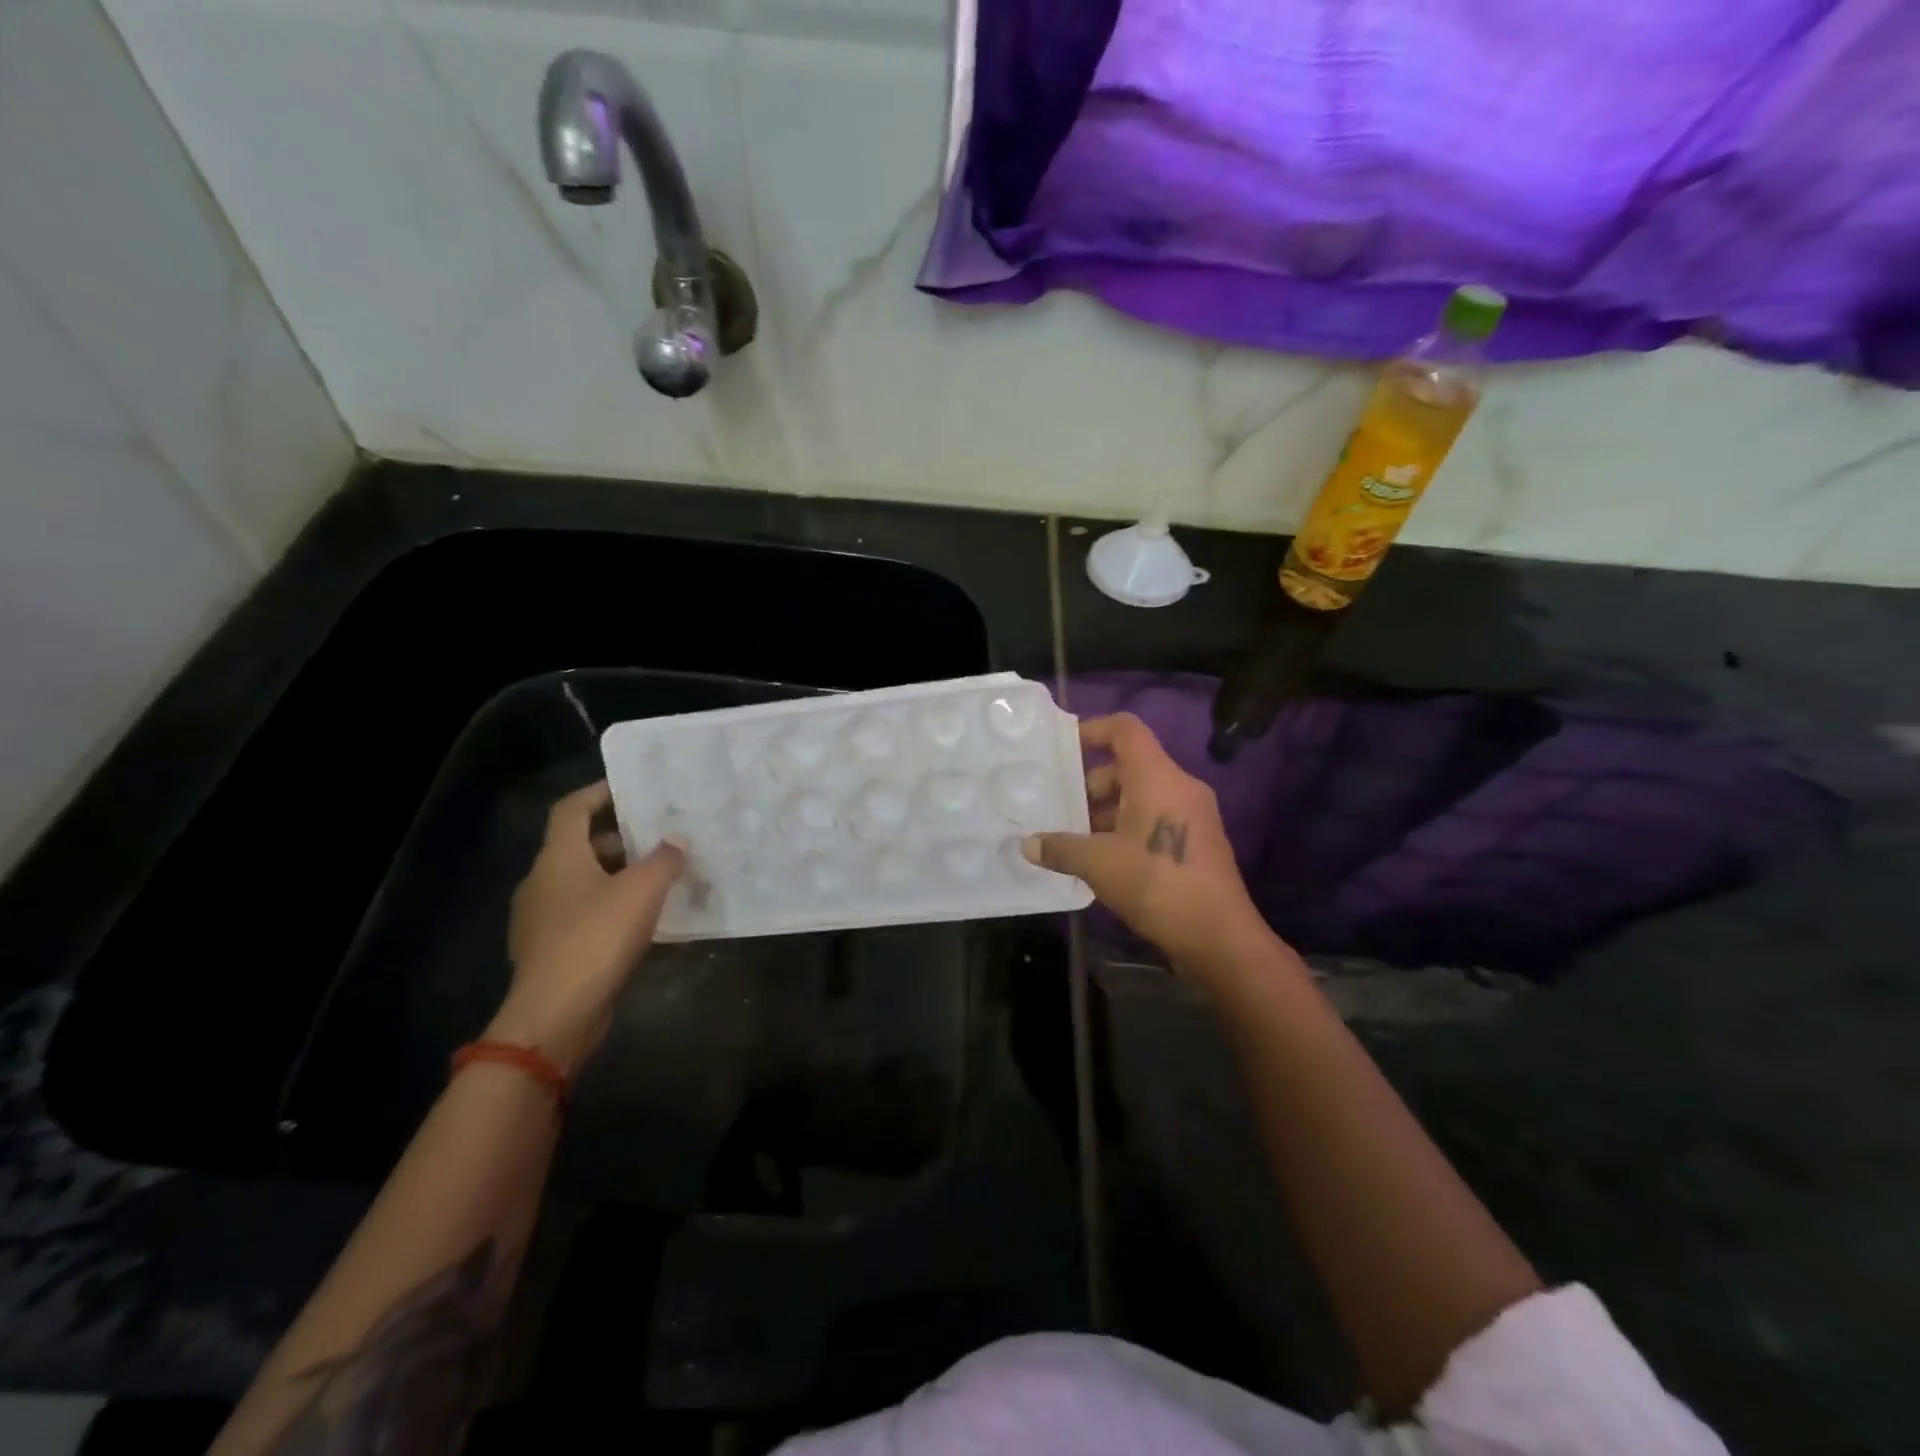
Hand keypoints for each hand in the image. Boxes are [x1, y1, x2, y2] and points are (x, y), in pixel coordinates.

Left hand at [488, 781, 684, 1070]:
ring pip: (582, 881)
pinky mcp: (550, 948)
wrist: (555, 1015)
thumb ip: (664, 859)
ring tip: (659, 875)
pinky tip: (642, 918)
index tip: (631, 788)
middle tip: (658, 834)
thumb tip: (677, 840)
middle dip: (619, 837)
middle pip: (579, 845)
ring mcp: (541, 918)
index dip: (599, 792)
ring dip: (617, 874)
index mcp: (558, 858)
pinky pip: (582, 912)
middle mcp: (542, 881)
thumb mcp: (643, 891)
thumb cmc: (596, 939)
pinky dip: (610, 906)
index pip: (571, 809)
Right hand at [1023, 713, 1266, 971]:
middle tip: (1060, 809)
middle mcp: (1179, 786)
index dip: (1092, 730)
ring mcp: (1192, 815)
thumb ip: (1060, 848)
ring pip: (1141, 795)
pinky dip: (1126, 828)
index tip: (1062, 751)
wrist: (1218, 936)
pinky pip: (1155, 818)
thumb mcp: (1098, 864)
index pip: (1125, 729)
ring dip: (1106, 811)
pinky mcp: (1196, 842)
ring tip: (1073, 839)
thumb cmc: (1156, 883)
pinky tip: (1101, 860)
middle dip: (1091, 784)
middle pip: (1129, 765)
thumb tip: (1027, 845)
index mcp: (1157, 777)